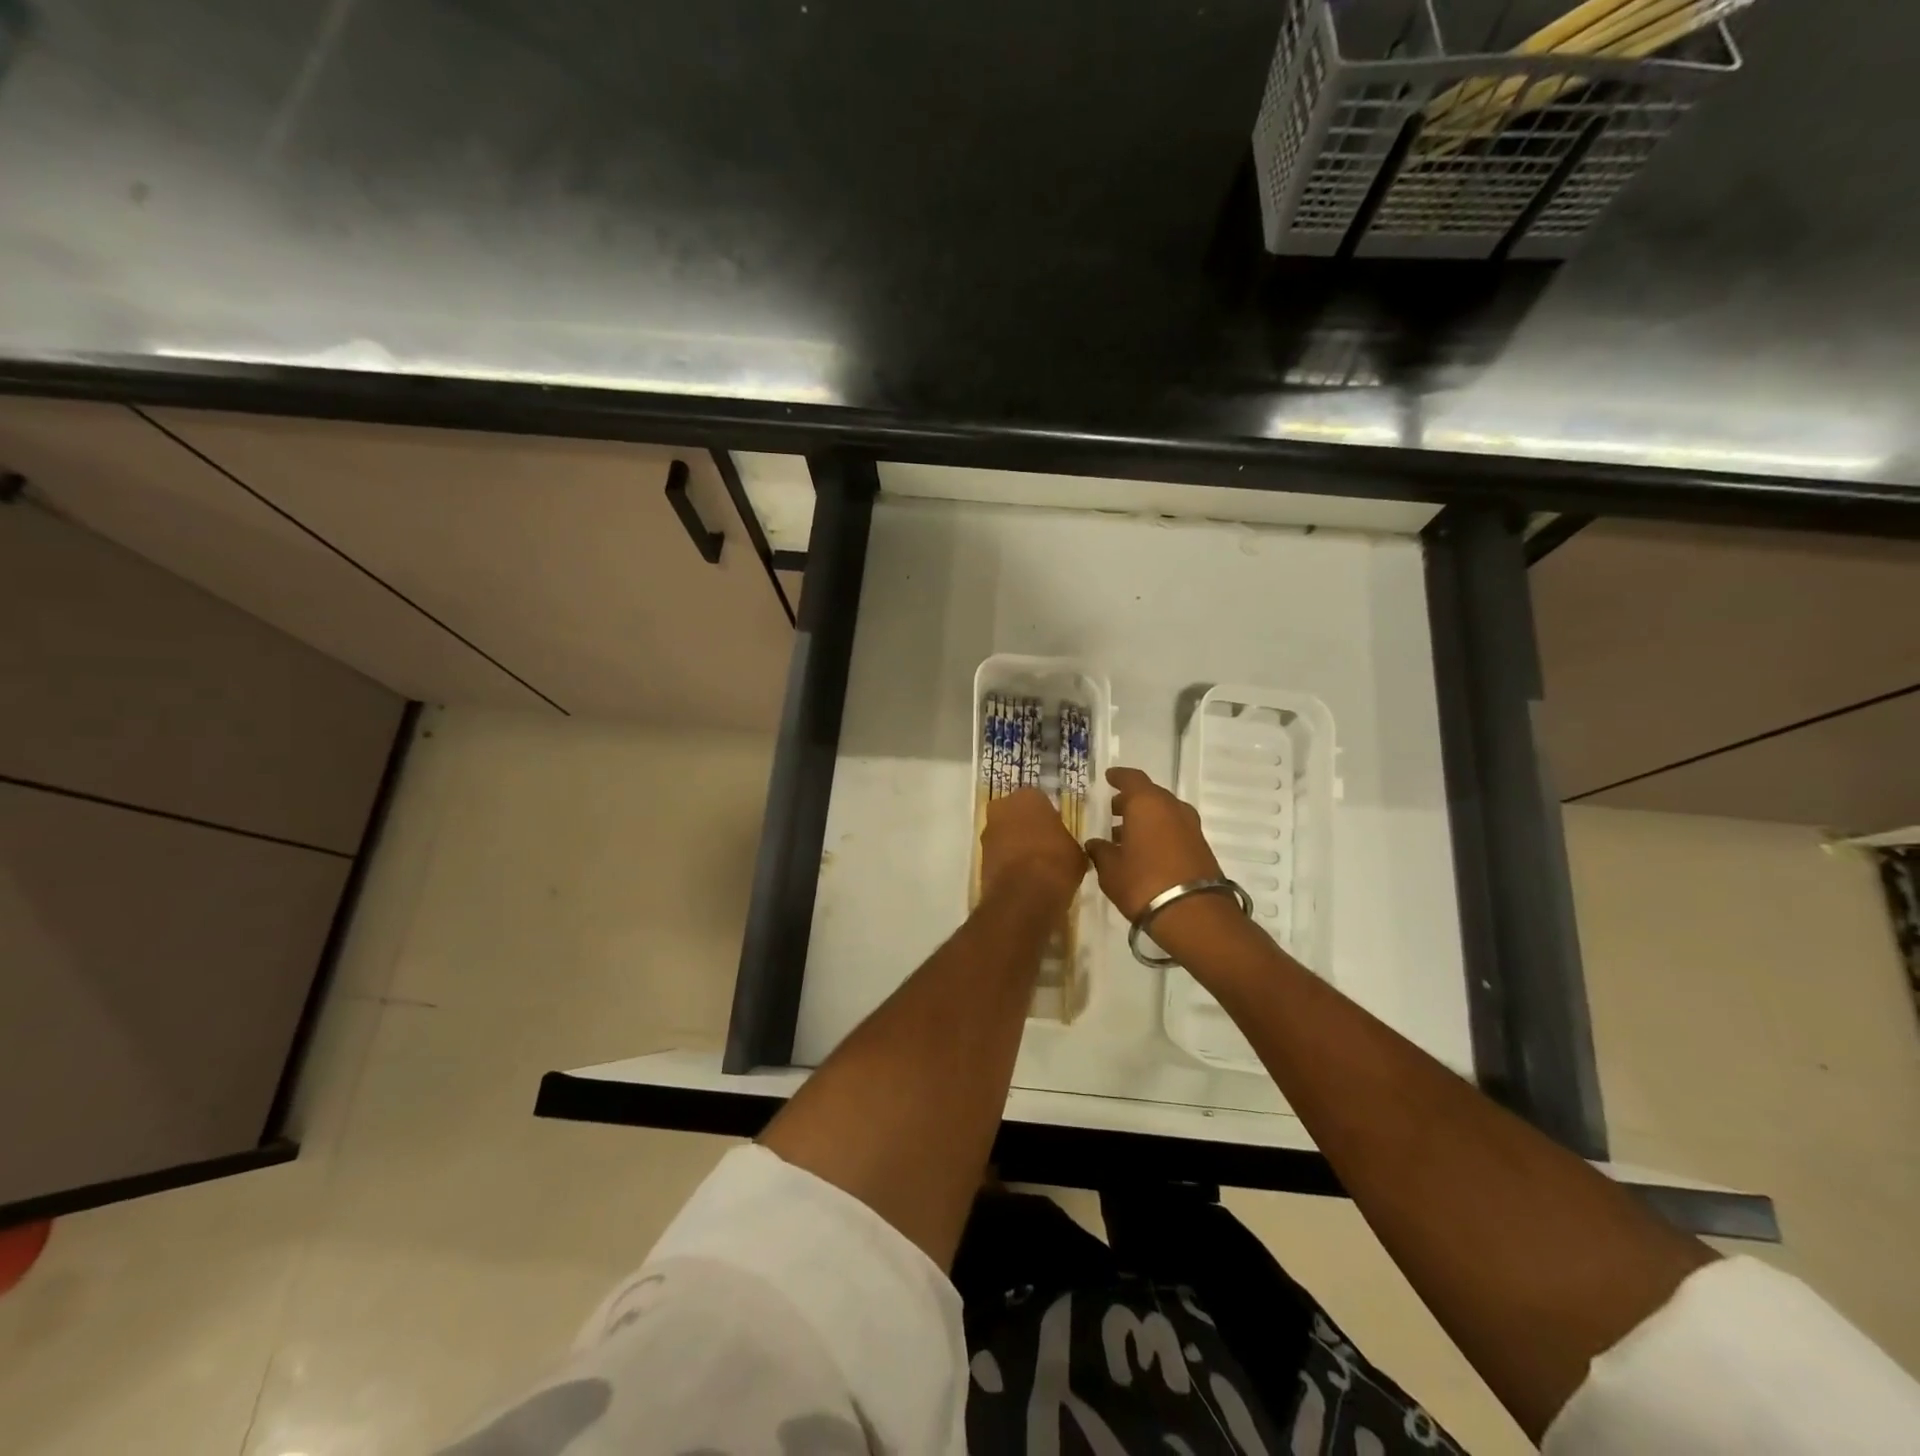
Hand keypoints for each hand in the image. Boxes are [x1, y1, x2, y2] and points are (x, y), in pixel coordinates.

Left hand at [980, 787, 1087, 904]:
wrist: (1025, 894)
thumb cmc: (1056, 863)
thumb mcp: (1076, 851)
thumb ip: (1067, 841)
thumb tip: (1065, 848)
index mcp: (1029, 796)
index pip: (1040, 801)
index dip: (1048, 818)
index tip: (1056, 832)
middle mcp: (1002, 807)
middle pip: (1016, 814)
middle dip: (1027, 827)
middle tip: (1044, 846)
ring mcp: (987, 831)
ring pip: (1004, 833)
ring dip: (1014, 844)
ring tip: (1033, 865)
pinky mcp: (979, 855)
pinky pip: (997, 853)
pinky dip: (1006, 861)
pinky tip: (1021, 876)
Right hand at [1085, 767, 1222, 920]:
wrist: (1193, 913)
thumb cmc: (1143, 883)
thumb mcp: (1110, 869)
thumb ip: (1100, 851)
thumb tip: (1095, 844)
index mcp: (1147, 803)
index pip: (1131, 778)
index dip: (1118, 777)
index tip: (1108, 777)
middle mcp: (1172, 807)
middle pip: (1149, 795)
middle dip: (1130, 802)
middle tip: (1113, 812)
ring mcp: (1191, 826)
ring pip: (1164, 813)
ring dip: (1146, 819)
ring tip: (1125, 836)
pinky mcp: (1201, 846)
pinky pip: (1175, 829)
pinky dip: (1159, 833)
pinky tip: (1146, 851)